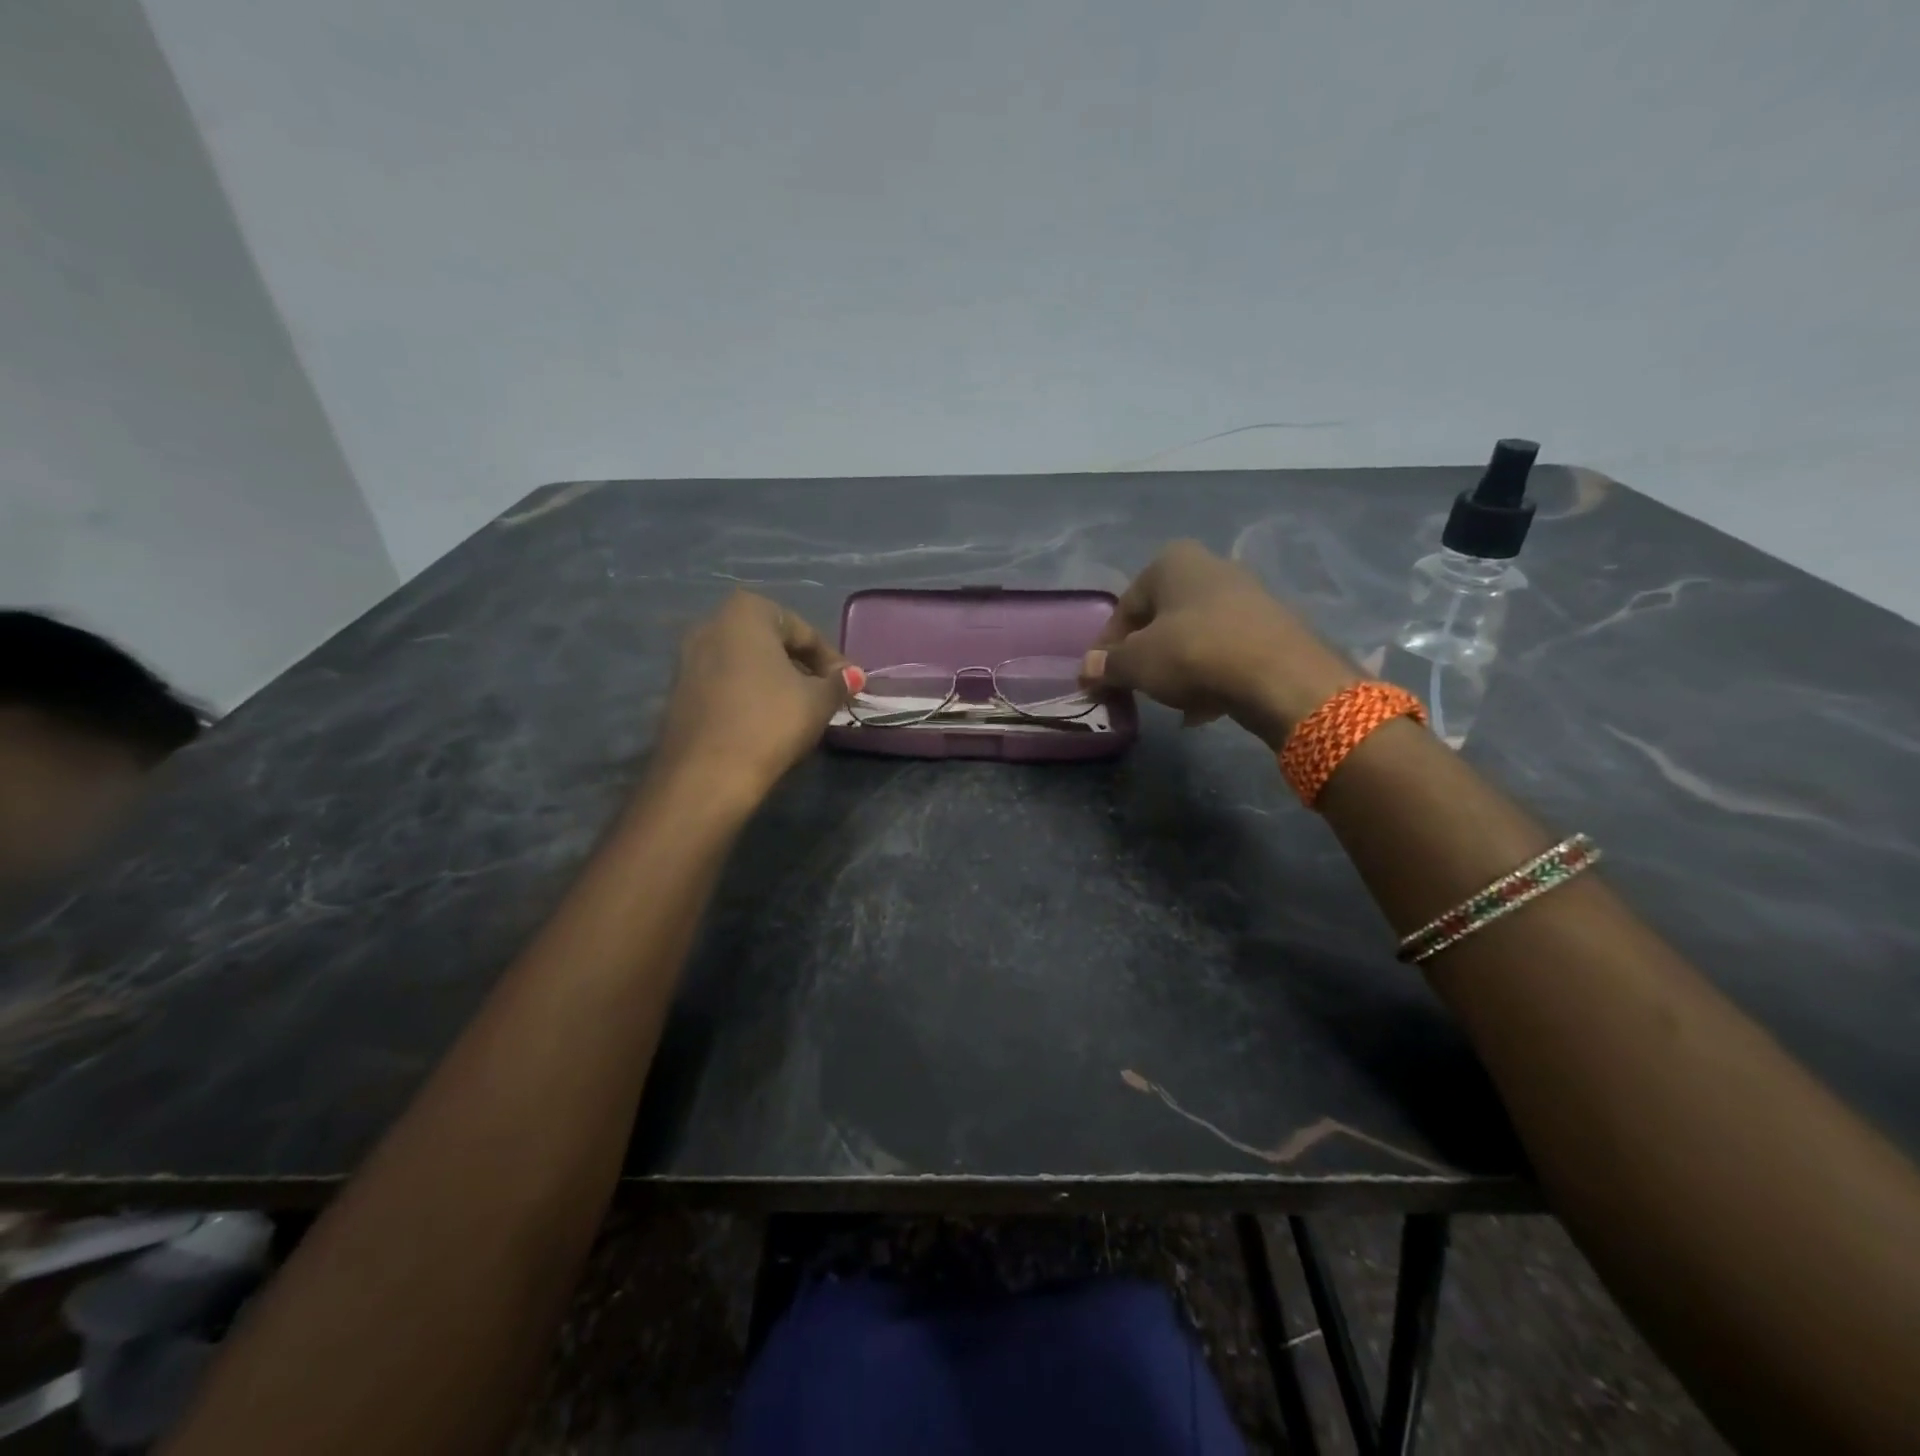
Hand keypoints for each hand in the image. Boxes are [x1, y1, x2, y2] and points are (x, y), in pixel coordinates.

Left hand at [651, 592, 858, 805]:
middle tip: (825, 694)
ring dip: (774, 680)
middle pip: (770, 642)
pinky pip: (725, 682)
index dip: (831, 659)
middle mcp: (711, 624)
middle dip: (800, 665)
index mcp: (746, 613)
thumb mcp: (818, 701)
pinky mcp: (678, 691)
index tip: (849, 685)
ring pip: (746, 663)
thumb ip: (837, 682)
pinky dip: (749, 694)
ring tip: (799, 709)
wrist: (707, 774)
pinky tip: (766, 720)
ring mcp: (688, 657)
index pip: (803, 631)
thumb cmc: (770, 722)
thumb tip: (851, 675)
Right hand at [1080, 540, 1356, 746]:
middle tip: (1133, 686)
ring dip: (1175, 666)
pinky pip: (1225, 651)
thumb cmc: (1193, 654)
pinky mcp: (1272, 626)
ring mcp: (1247, 595)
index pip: (1125, 606)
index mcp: (1172, 562)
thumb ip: (1107, 665)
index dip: (1107, 646)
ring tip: (1167, 699)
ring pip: (1194, 635)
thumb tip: (1086, 670)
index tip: (1101, 678)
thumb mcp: (1136, 663)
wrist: (1279, 676)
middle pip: (1161, 618)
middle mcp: (1210, 567)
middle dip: (1145, 654)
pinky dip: (1208, 675)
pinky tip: (1201, 708)